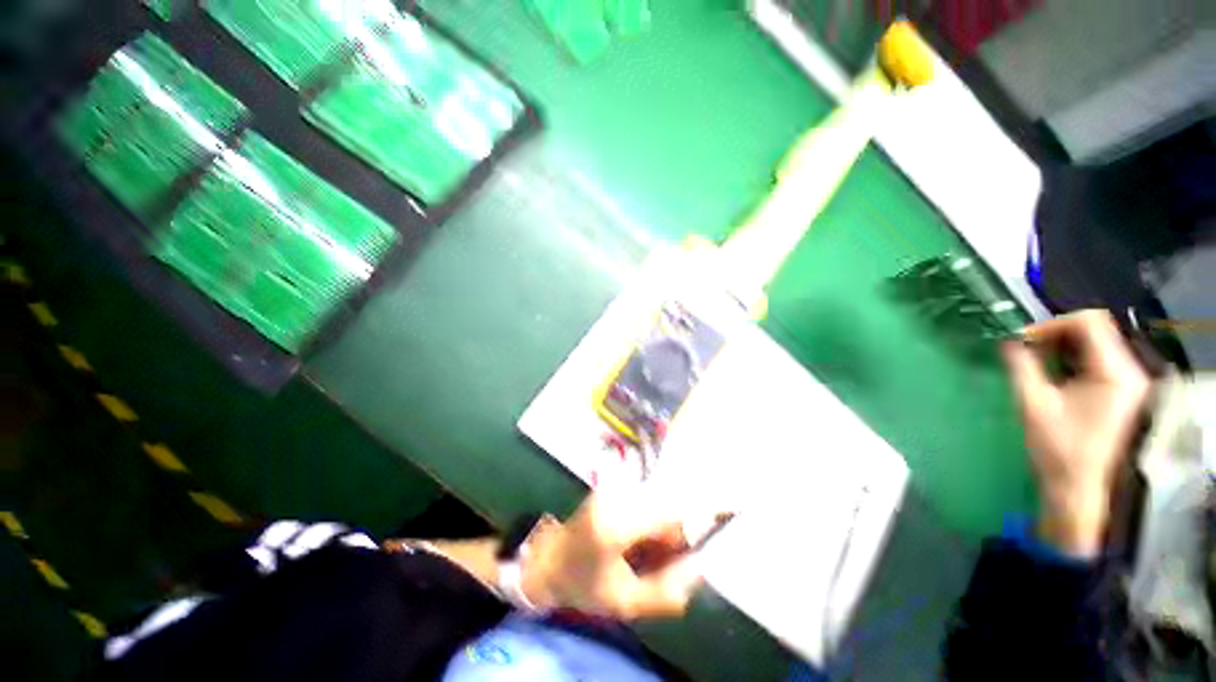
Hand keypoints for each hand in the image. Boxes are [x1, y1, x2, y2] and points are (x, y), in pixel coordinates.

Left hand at [520, 487, 704, 619]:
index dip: (695, 519)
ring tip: (641, 552)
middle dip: (672, 535)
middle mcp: (616, 495)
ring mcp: (612, 488)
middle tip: (660, 560)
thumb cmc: (583, 584)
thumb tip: (700, 568)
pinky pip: (643, 500)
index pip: (671, 512)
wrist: (548, 560)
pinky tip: (634, 539)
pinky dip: (648, 521)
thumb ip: (667, 592)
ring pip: (656, 503)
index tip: (708, 530)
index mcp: (618, 524)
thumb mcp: (626, 602)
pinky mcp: (610, 486)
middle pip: (666, 507)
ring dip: (659, 528)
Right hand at [1002, 310, 1150, 556]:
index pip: (1089, 322)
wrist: (1079, 488)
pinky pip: (1096, 359)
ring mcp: (1128, 381)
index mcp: (1115, 373)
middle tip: (1024, 350)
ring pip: (1095, 342)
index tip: (1022, 340)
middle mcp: (1129, 370)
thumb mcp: (1033, 404)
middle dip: (1055, 334)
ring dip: (1061, 346)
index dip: (1052, 324)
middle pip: (1094, 329)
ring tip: (1034, 362)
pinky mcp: (1121, 390)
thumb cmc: (1058, 449)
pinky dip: (1071, 359)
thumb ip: (1021, 366)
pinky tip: (1052, 374)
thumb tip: (1008, 340)